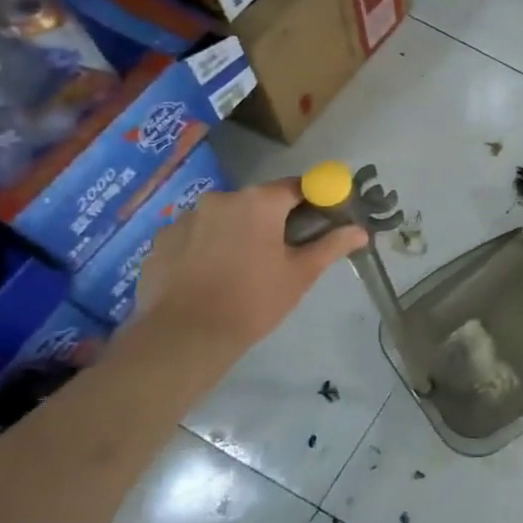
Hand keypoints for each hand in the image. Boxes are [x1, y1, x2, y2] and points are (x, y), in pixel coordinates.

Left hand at [134, 178, 366, 359]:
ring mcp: (185, 218)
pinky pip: (195, 236)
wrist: (185, 336)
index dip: (314, 201)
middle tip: (283, 253)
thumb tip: (361, 231)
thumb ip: (332, 245)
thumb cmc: (254, 300)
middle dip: (273, 220)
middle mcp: (221, 199)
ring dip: (237, 233)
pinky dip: (206, 247)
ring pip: (224, 218)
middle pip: (258, 202)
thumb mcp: (301, 274)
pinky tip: (210, 276)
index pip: (297, 186)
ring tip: (241, 269)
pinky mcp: (161, 240)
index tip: (321, 221)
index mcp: (259, 201)